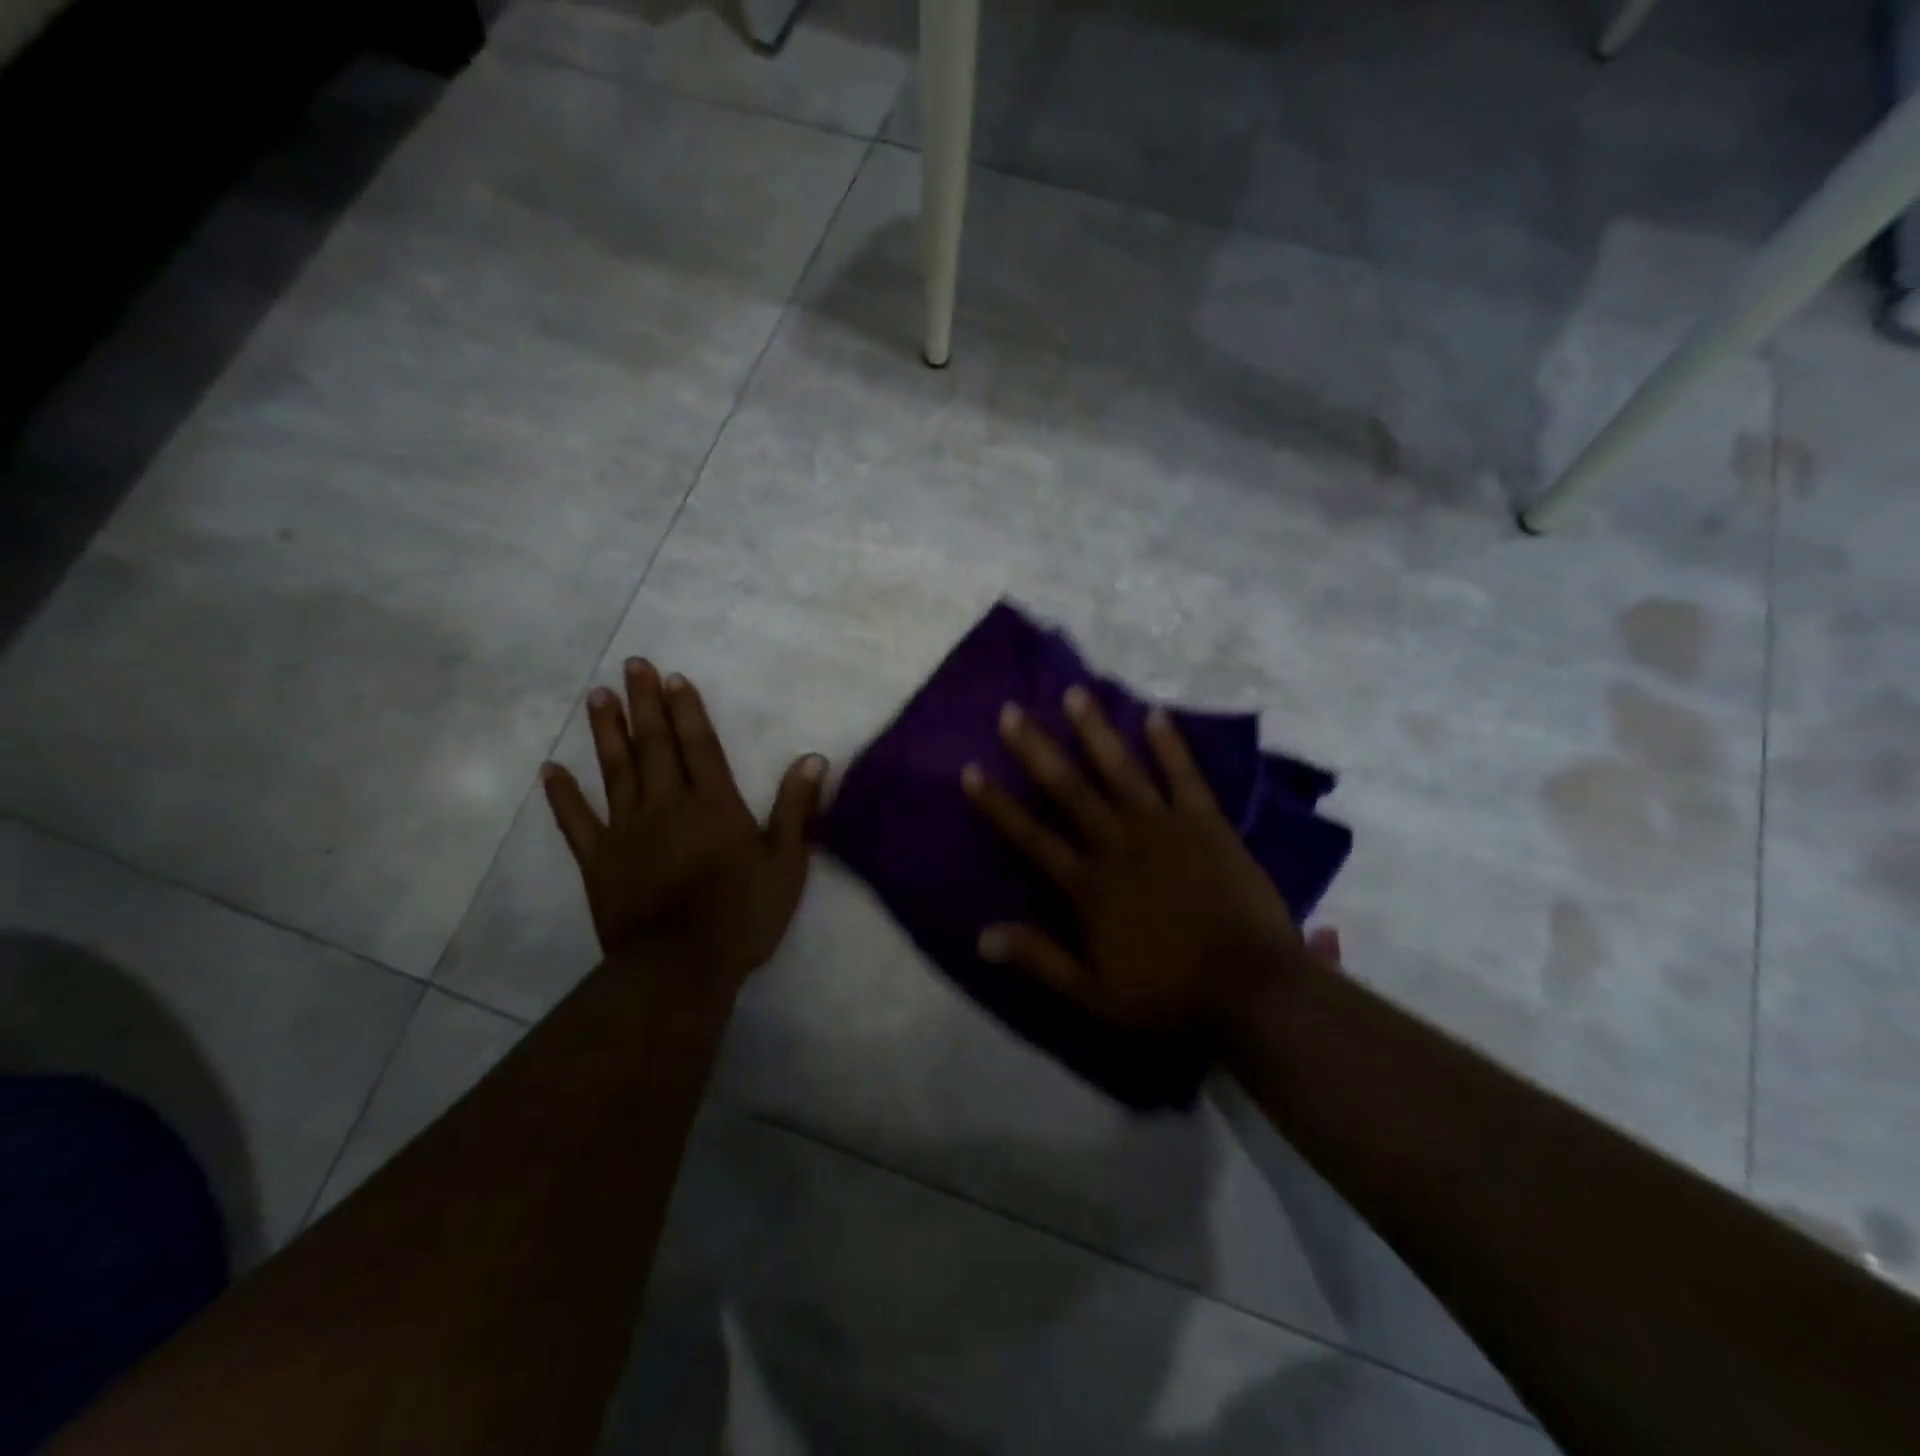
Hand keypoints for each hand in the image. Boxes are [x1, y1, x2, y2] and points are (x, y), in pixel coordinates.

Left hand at [543, 659, 825, 989]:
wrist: (680, 968)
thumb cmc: (742, 914)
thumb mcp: (787, 862)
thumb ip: (797, 808)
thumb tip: (812, 758)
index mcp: (713, 804)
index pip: (699, 745)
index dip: (687, 710)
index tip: (673, 677)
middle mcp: (667, 805)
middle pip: (654, 746)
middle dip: (645, 704)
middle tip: (632, 665)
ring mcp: (627, 831)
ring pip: (615, 771)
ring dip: (607, 732)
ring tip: (597, 696)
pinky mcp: (599, 860)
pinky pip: (576, 821)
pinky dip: (562, 795)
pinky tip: (551, 770)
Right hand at [963, 687, 1335, 1036]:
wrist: (1252, 991)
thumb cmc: (1170, 996)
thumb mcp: (1093, 995)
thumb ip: (1039, 959)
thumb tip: (981, 935)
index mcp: (1089, 885)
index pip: (1031, 837)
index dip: (998, 804)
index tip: (971, 770)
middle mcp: (1118, 844)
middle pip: (1069, 790)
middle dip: (1037, 749)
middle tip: (1013, 711)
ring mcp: (1165, 829)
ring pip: (1121, 771)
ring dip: (1095, 732)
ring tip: (1075, 694)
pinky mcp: (1207, 824)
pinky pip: (1185, 776)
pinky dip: (1170, 745)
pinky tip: (1155, 714)